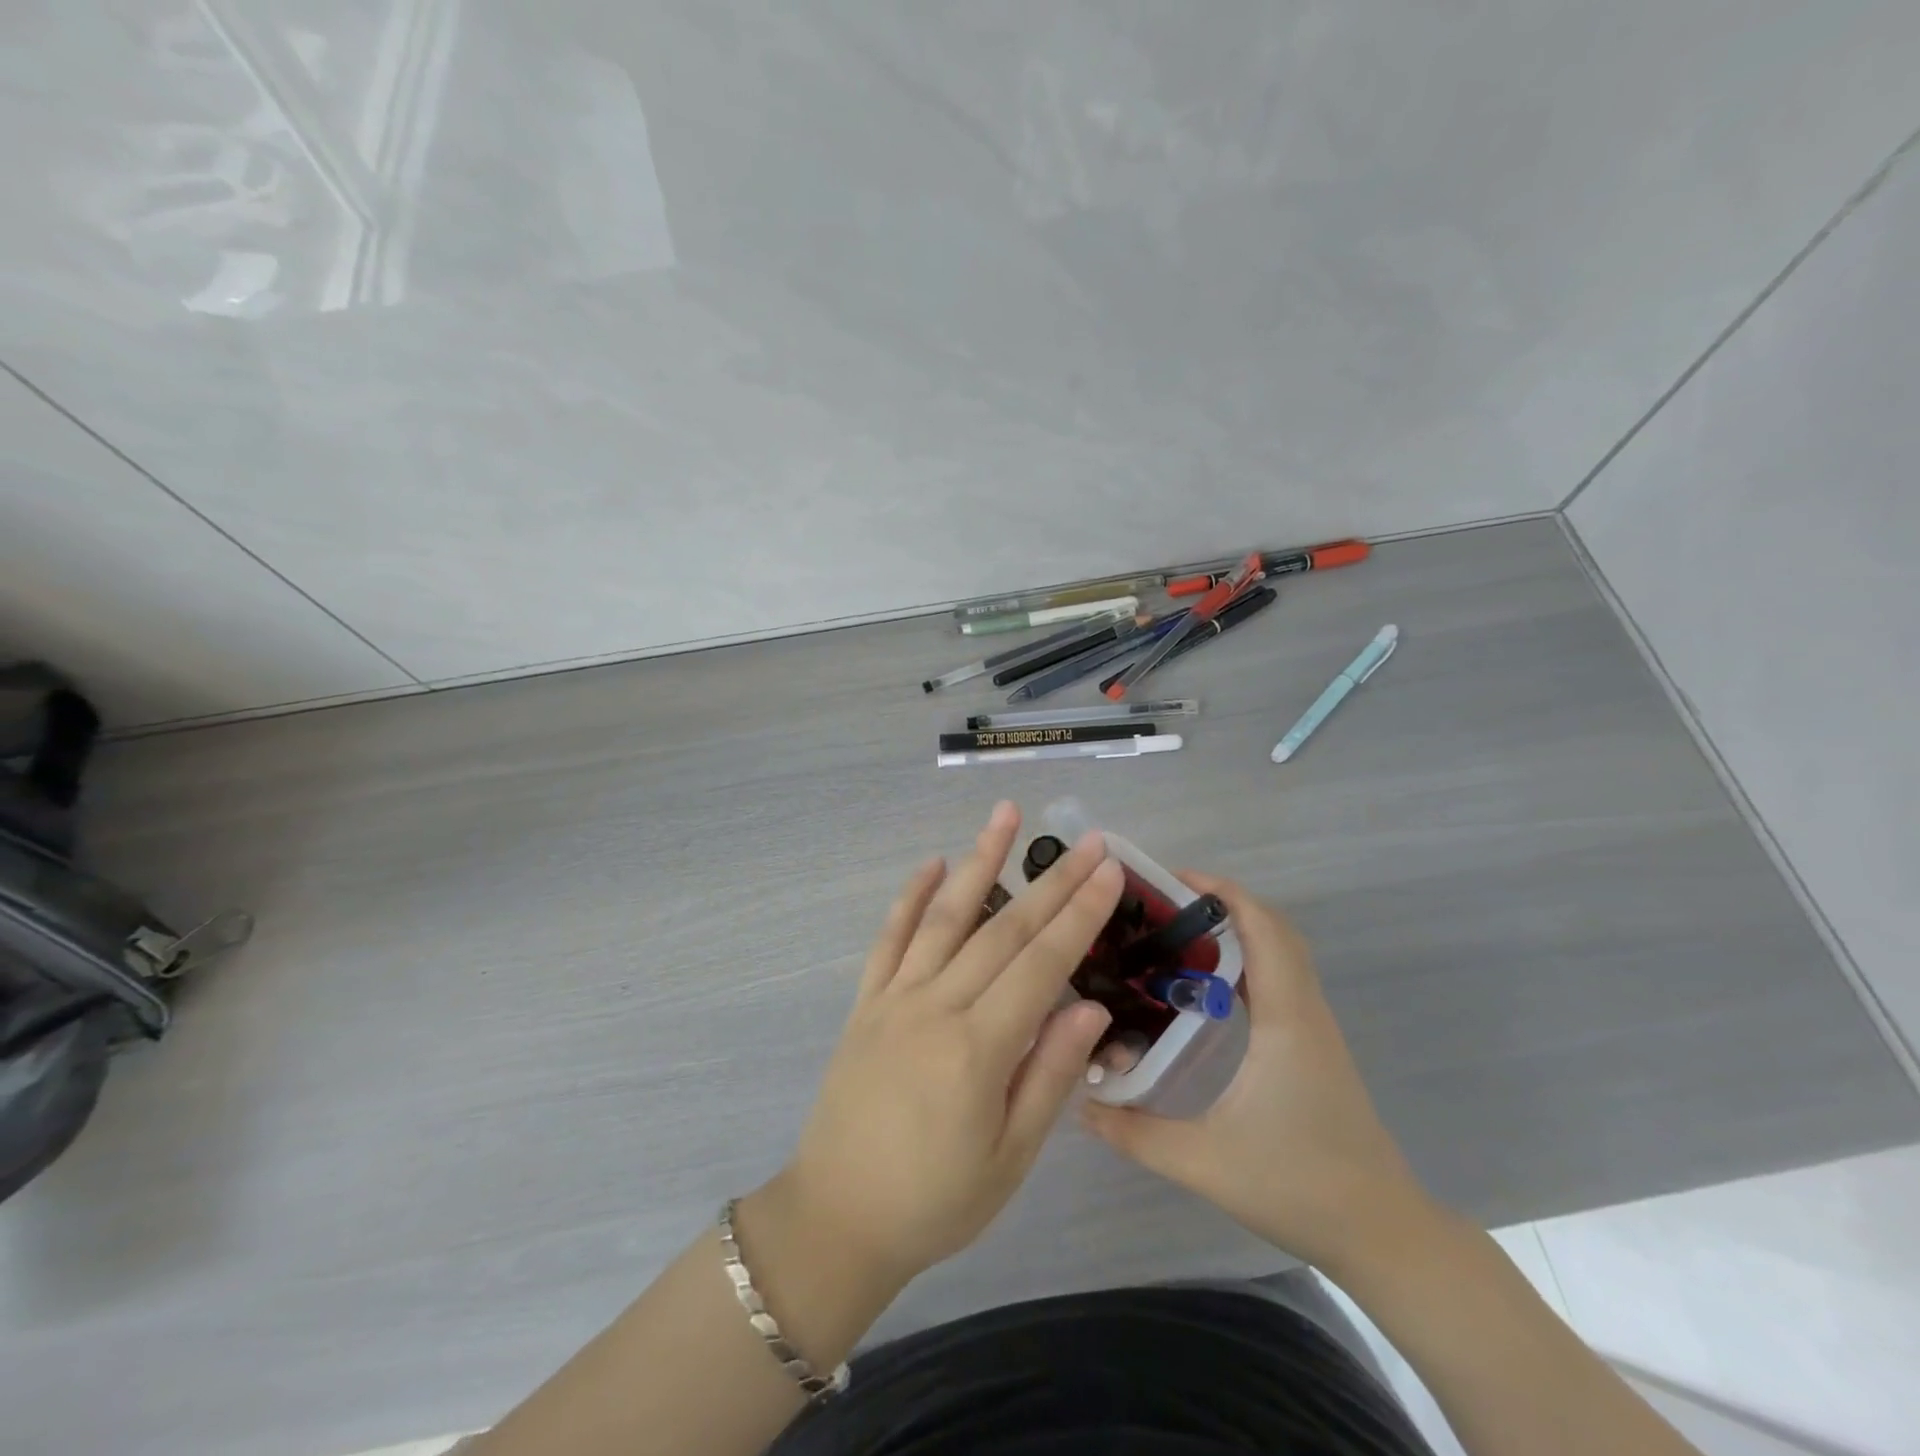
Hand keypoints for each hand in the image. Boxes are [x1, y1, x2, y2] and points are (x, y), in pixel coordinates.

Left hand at [763, 802, 1120, 1290]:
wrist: (837, 1218)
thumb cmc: (935, 1200)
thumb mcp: (1010, 1157)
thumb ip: (1050, 1075)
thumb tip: (1090, 1006)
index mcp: (978, 1048)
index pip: (1041, 963)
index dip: (1079, 914)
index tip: (1108, 870)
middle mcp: (936, 1006)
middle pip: (1004, 929)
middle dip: (1051, 882)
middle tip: (1086, 840)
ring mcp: (895, 997)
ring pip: (945, 915)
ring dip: (978, 861)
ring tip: (1005, 816)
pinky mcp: (866, 1001)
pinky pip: (890, 937)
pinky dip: (911, 896)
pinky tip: (932, 863)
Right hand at [1082, 873, 1434, 1274]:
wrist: (1382, 1235)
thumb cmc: (1299, 1187)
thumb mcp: (1205, 1163)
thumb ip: (1136, 1133)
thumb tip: (1079, 1104)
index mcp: (1284, 1019)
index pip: (1262, 928)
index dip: (1220, 892)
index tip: (1169, 881)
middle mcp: (1304, 1010)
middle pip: (1272, 927)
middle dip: (1220, 901)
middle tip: (1162, 905)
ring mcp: (1313, 1026)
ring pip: (1280, 951)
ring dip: (1234, 928)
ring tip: (1175, 934)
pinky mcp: (1312, 1044)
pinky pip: (1280, 978)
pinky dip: (1245, 959)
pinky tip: (1205, 984)